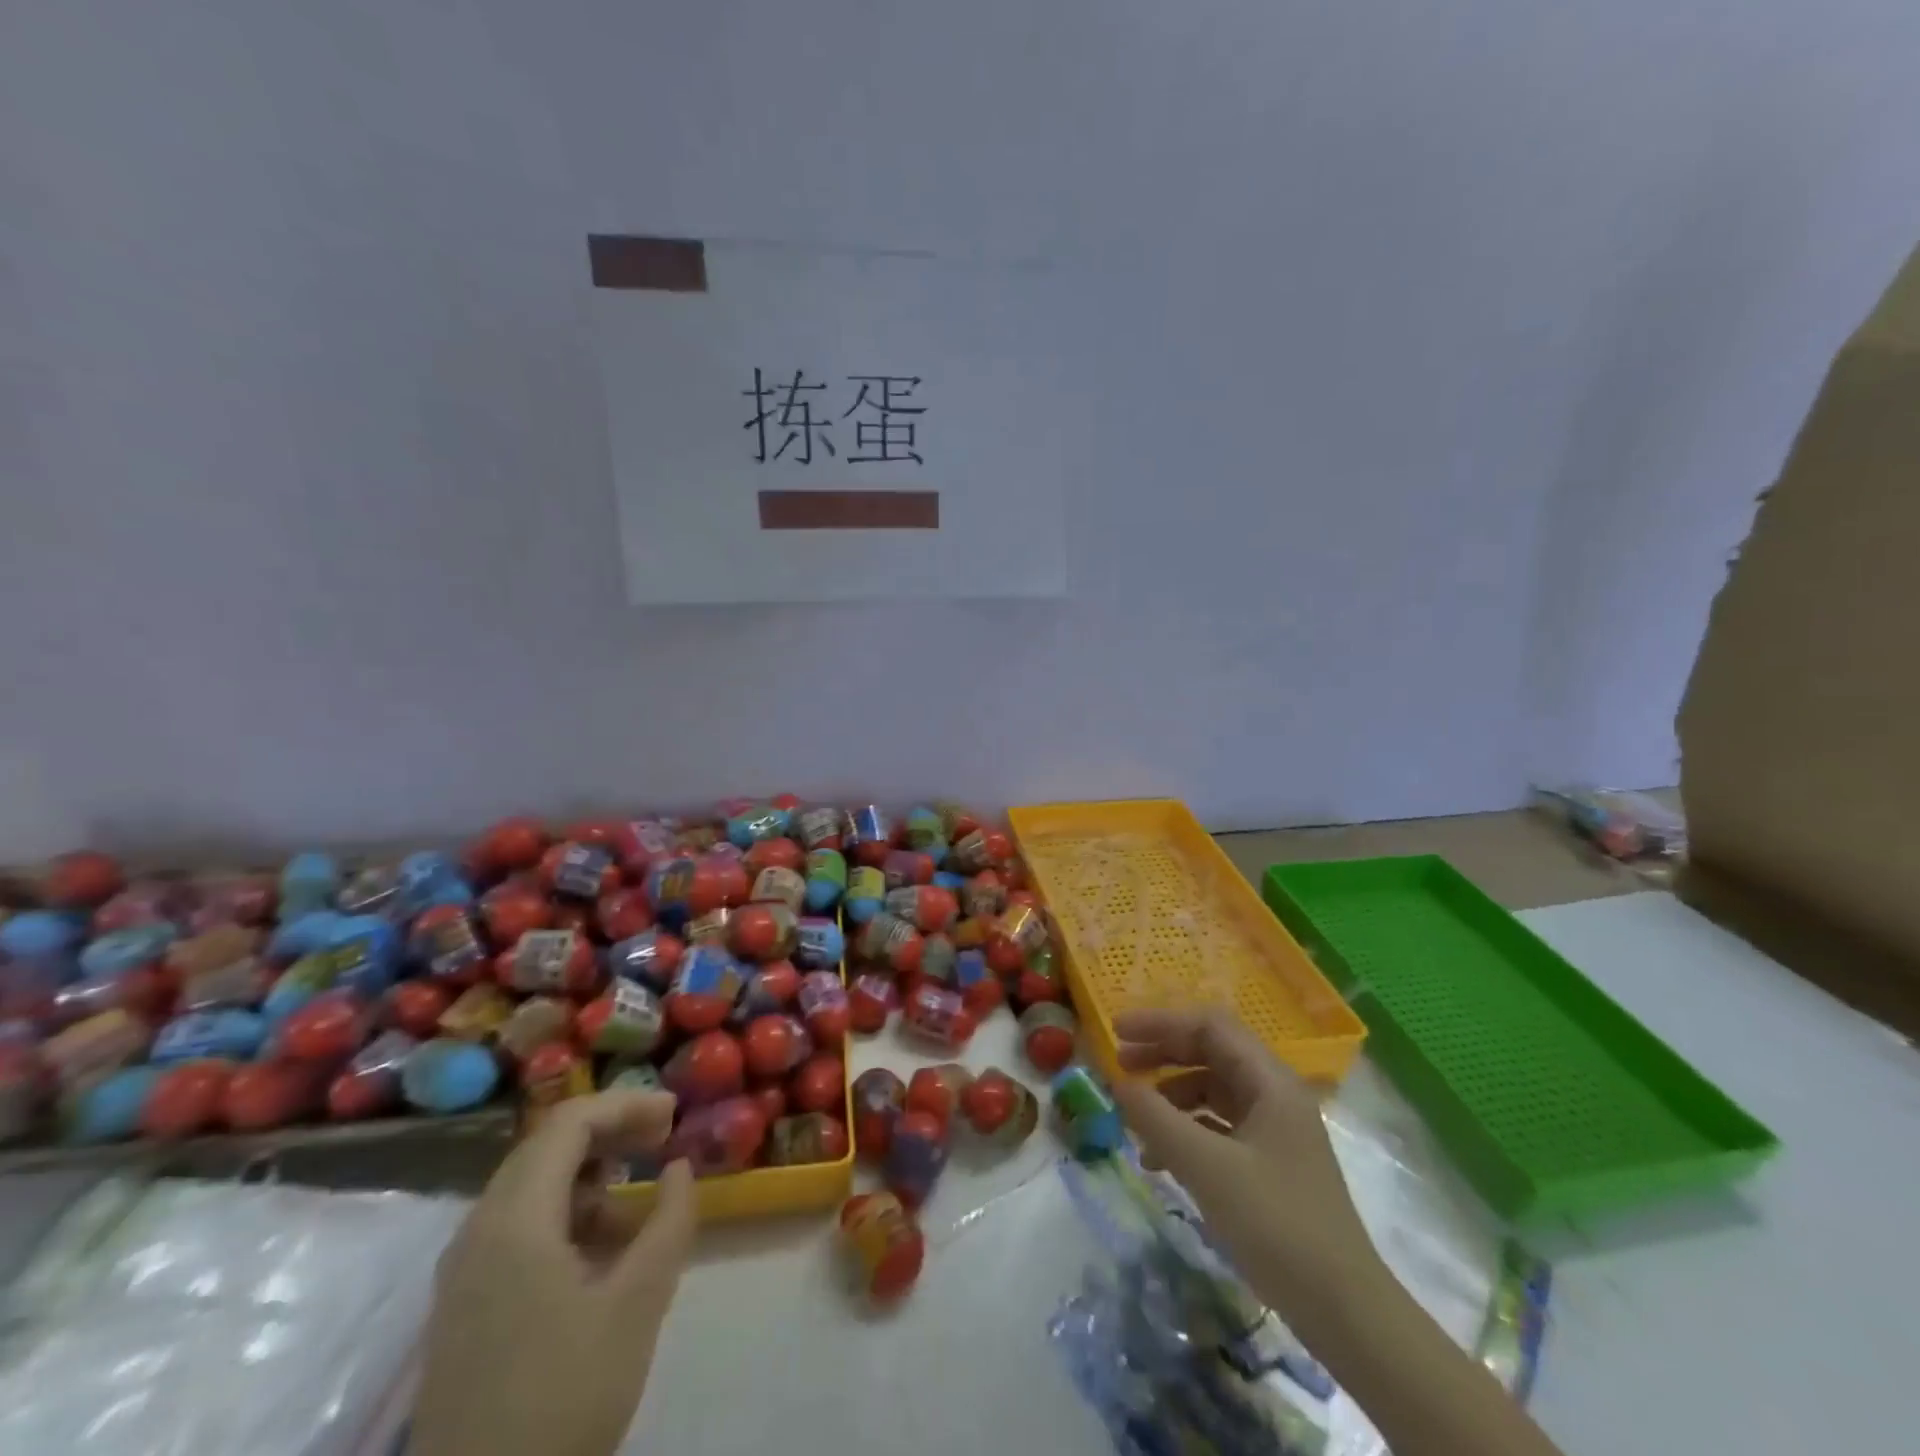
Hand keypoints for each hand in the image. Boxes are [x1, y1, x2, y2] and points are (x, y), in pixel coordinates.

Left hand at [411, 1091, 697, 1455]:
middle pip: (547, 1145)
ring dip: (591, 1174)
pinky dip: (566, 1213)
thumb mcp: (638, 1304)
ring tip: (638, 1206)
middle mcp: (478, 1230)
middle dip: (611, 1131)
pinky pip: (518, 1225)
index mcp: (514, 1221)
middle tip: (663, 1140)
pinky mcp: (464, 1302)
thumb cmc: (564, 1398)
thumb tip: (680, 1167)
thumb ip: (669, 1222)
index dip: (626, 1104)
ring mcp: (464, 1269)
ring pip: (532, 1185)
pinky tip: (601, 1251)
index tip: (675, 1114)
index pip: (569, 1122)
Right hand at [1116, 1010, 1566, 1455]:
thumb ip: (1156, 1119)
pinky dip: (1185, 1131)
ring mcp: (1274, 1130)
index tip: (1116, 1032)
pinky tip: (1158, 1159)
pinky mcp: (1269, 1164)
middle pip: (1210, 1053)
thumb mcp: (1207, 1168)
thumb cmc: (1277, 1226)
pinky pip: (1218, 1128)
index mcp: (1271, 1081)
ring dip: (1170, 1096)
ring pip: (1212, 1090)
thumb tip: (1117, 1083)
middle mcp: (1275, 1095)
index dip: (1160, 1022)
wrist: (1346, 1313)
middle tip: (1119, 1065)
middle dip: (1162, 1054)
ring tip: (1135, 1119)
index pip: (1209, 1026)